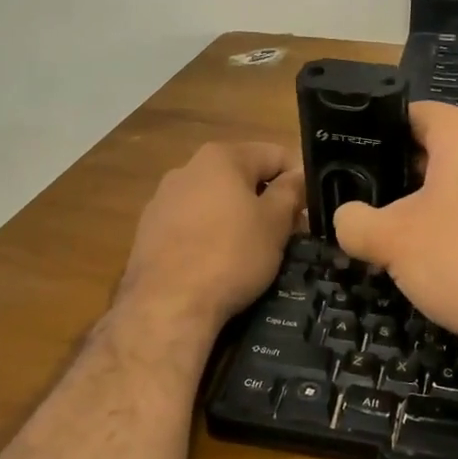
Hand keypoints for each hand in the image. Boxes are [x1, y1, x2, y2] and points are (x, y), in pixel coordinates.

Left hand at [121, 142, 303, 329]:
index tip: (309, 210)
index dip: (298, 179)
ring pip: (215, 201)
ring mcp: (163, 199)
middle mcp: (187, 168)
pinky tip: (218, 263)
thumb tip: (297, 176)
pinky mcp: (148, 230)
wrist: (167, 304)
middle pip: (241, 176)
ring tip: (253, 252)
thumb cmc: (230, 256)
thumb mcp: (275, 223)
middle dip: (267, 200)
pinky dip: (210, 235)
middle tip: (287, 234)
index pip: (274, 154)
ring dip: (238, 218)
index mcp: (221, 158)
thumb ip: (290, 192)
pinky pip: (191, 224)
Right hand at [333, 103, 457, 362]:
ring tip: (415, 235)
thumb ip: (353, 221)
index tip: (361, 168)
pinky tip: (457, 254)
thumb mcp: (389, 241)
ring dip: (442, 198)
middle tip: (381, 207)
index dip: (381, 138)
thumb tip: (346, 217)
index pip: (413, 115)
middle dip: (410, 173)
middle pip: (443, 145)